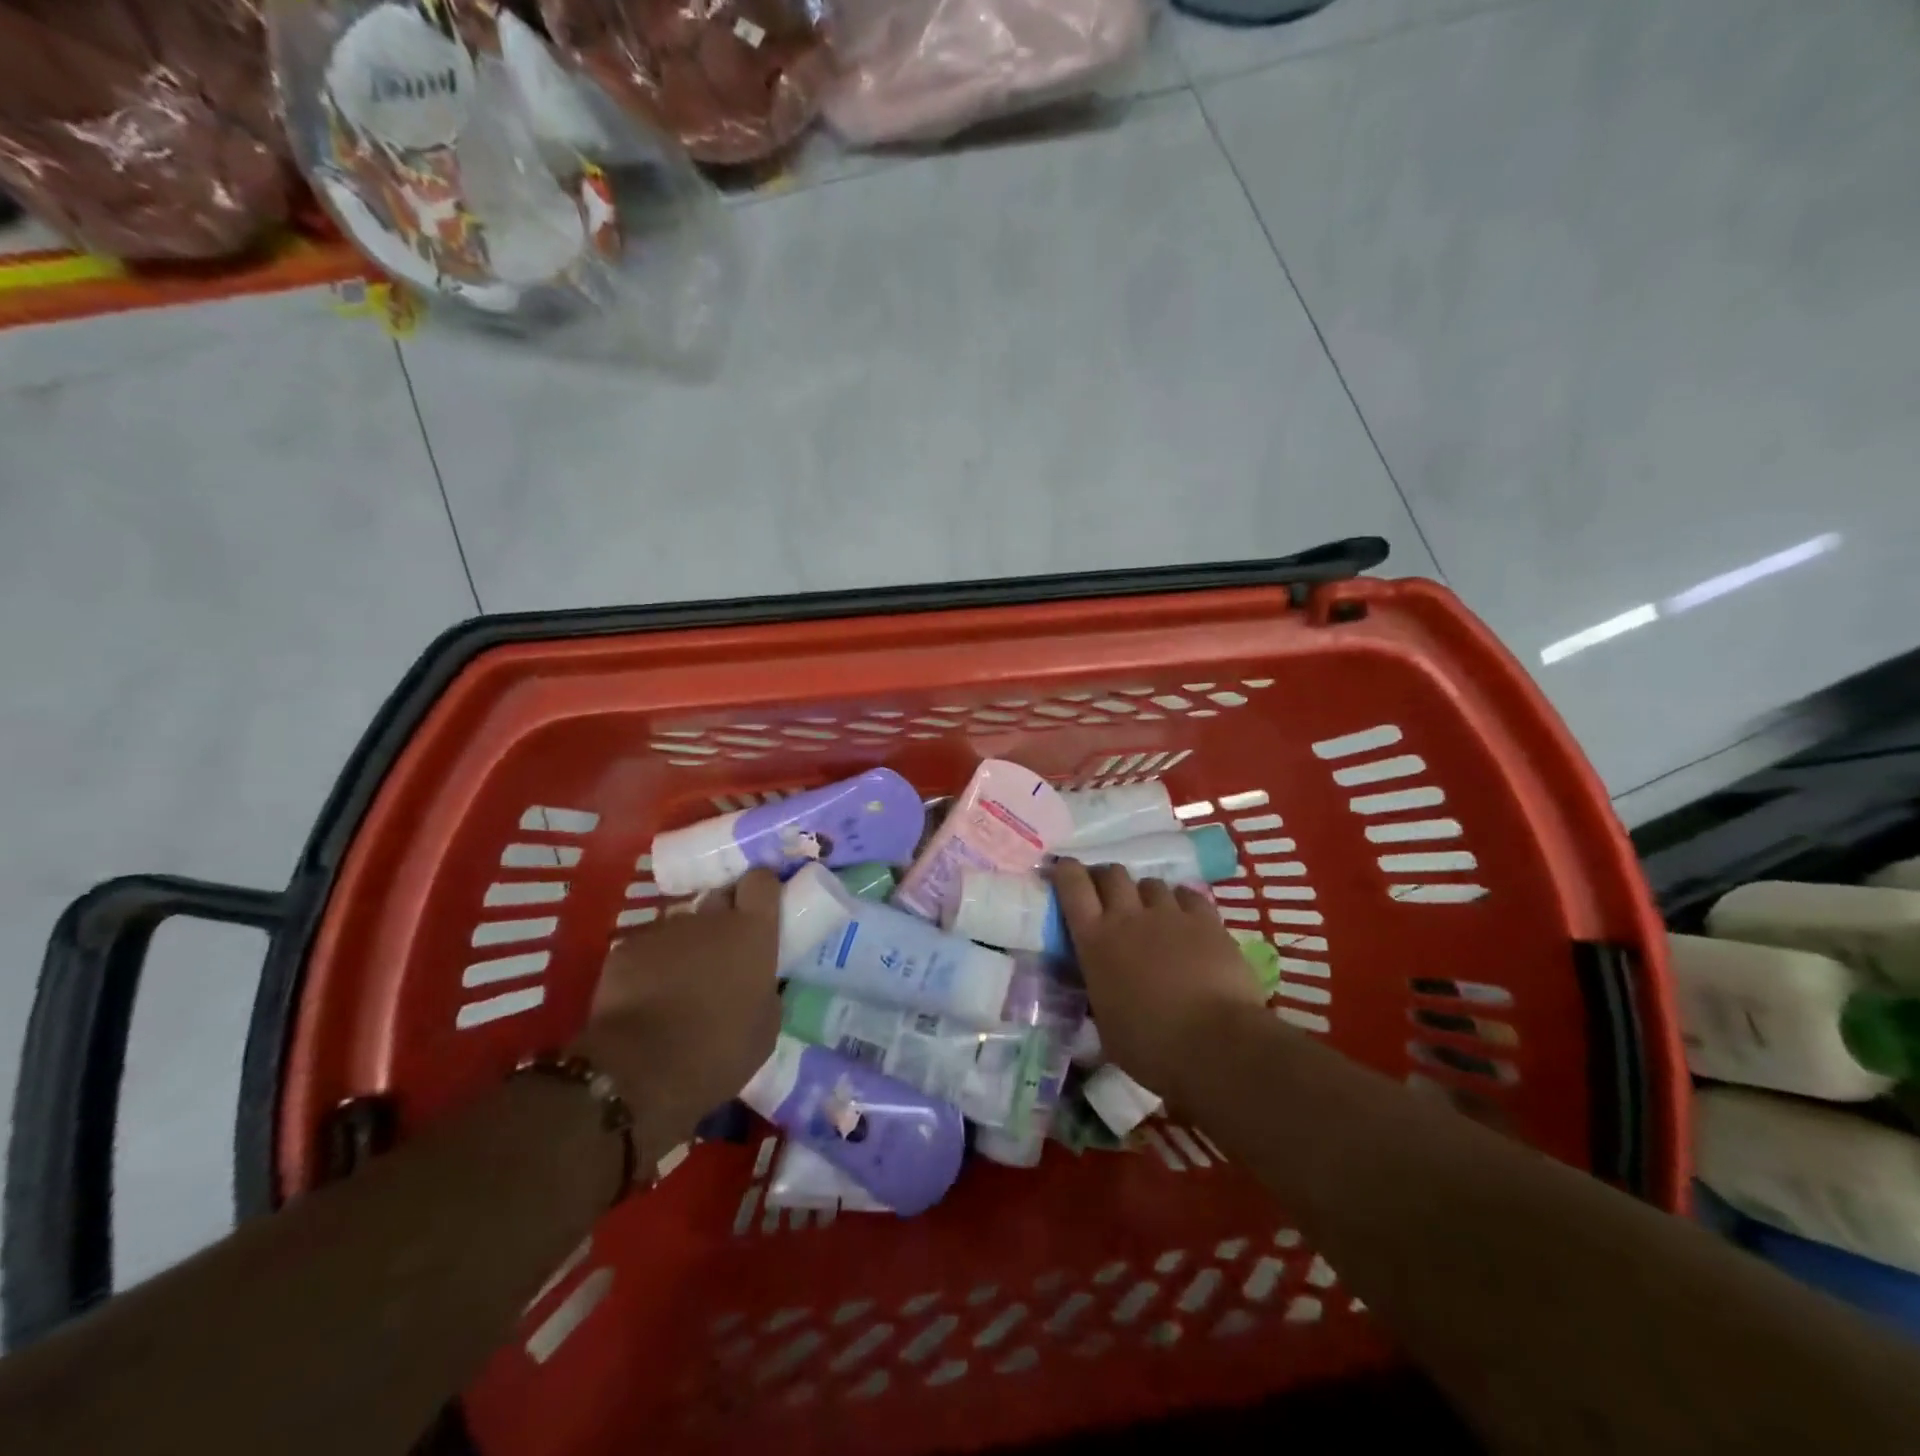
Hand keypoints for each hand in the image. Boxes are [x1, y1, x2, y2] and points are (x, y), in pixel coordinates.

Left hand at [569, 869, 782, 1158]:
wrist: (638, 1073)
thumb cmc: (718, 1052)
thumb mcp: (765, 1028)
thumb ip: (766, 990)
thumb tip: (759, 983)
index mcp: (752, 931)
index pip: (761, 882)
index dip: (761, 892)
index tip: (762, 910)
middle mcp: (709, 918)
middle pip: (720, 898)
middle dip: (723, 918)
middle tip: (724, 955)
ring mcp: (664, 929)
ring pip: (682, 928)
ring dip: (686, 947)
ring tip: (680, 986)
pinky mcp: (625, 948)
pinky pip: (646, 949)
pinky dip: (650, 967)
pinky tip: (646, 1000)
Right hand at [1053, 860, 1270, 1108]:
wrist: (1215, 1045)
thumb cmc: (1150, 1047)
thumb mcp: (1105, 1024)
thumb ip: (1099, 993)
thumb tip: (1100, 988)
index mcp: (1094, 941)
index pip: (1072, 885)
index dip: (1065, 872)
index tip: (1063, 872)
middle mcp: (1128, 916)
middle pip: (1111, 874)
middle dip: (1106, 879)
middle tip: (1108, 898)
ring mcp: (1169, 914)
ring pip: (1150, 883)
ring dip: (1145, 894)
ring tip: (1151, 914)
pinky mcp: (1206, 921)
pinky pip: (1188, 895)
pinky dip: (1181, 902)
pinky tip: (1186, 920)